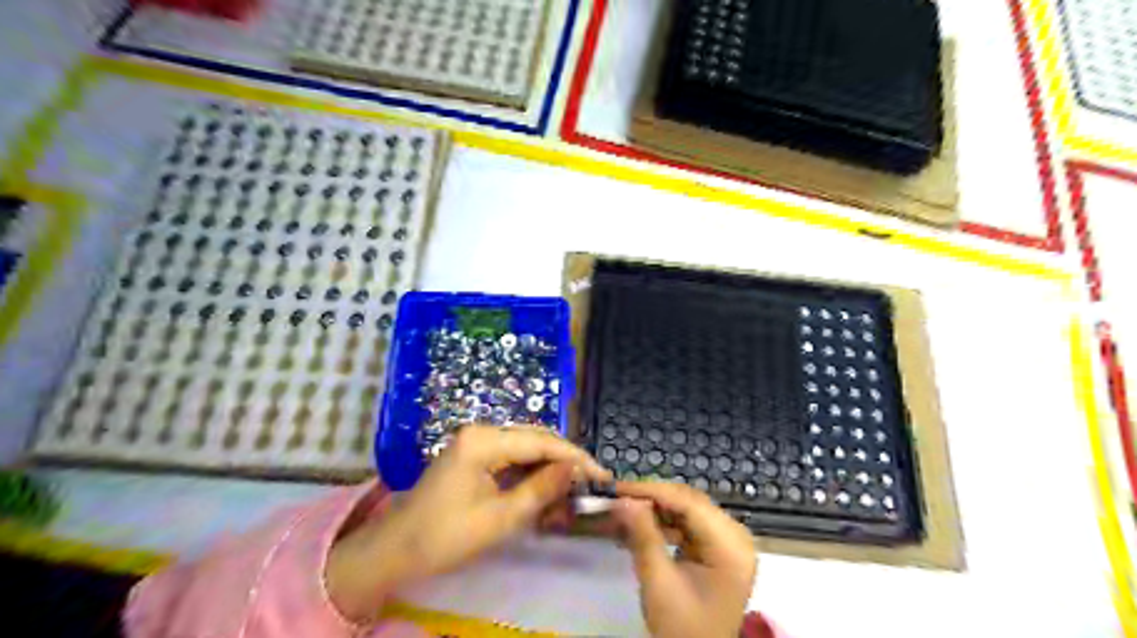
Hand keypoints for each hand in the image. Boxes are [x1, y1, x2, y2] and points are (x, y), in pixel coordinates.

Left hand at [324, 427, 606, 618]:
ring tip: (573, 486)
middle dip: (564, 460)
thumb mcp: (500, 518)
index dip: (575, 457)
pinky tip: (546, 487)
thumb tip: (576, 468)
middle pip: (535, 438)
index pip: (541, 442)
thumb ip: (541, 489)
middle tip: (591, 482)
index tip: (602, 474)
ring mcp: (476, 441)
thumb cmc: (445, 536)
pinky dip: (531, 472)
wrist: (395, 551)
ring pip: (526, 447)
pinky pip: (511, 457)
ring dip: (549, 466)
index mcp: (484, 440)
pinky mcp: (474, 455)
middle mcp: (481, 431)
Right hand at [614, 485, 751, 637]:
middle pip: (689, 503)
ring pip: (686, 510)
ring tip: (623, 513)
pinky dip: (663, 524)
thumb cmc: (682, 628)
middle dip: (651, 499)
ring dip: (655, 510)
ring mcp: (728, 542)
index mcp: (731, 545)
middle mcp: (735, 536)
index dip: (651, 491)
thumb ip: (642, 535)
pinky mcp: (718, 549)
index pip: (688, 502)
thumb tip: (623, 499)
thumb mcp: (658, 581)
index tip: (618, 488)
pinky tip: (639, 528)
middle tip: (616, 497)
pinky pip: (688, 525)